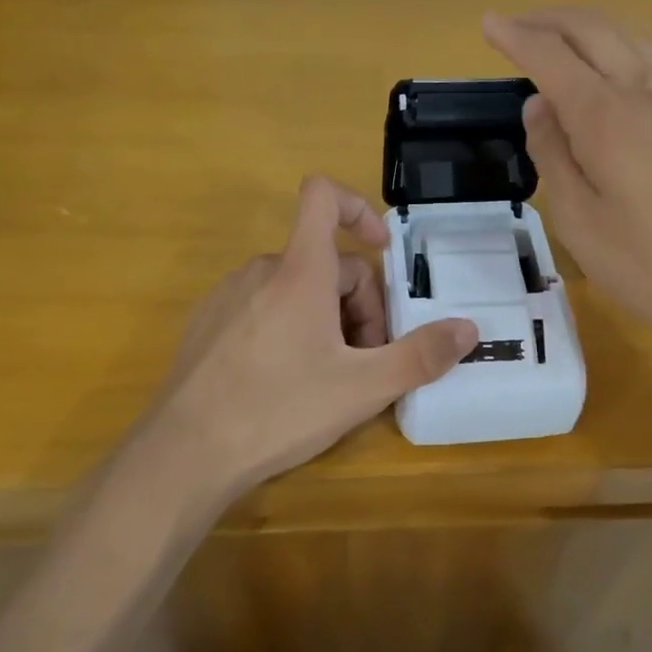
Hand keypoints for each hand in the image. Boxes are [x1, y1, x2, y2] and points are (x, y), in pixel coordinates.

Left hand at [140, 177, 478, 496]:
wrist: (183, 455)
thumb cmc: (278, 410)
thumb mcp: (361, 388)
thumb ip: (420, 356)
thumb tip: (468, 329)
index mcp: (300, 270)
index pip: (323, 196)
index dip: (358, 208)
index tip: (382, 249)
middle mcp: (262, 270)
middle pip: (326, 263)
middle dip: (358, 305)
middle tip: (367, 362)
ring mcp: (229, 295)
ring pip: (296, 289)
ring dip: (326, 319)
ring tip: (330, 378)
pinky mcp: (208, 323)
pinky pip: (263, 307)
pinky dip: (289, 327)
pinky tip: (286, 382)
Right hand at [483, 7, 651, 366]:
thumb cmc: (651, 268)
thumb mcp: (578, 222)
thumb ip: (552, 155)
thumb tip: (540, 105)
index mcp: (608, 117)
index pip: (551, 54)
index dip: (515, 35)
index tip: (488, 20)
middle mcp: (650, 92)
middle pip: (595, 28)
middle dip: (550, 18)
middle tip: (517, 25)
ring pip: (633, 43)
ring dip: (589, 33)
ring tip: (560, 47)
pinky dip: (623, 65)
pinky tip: (616, 99)